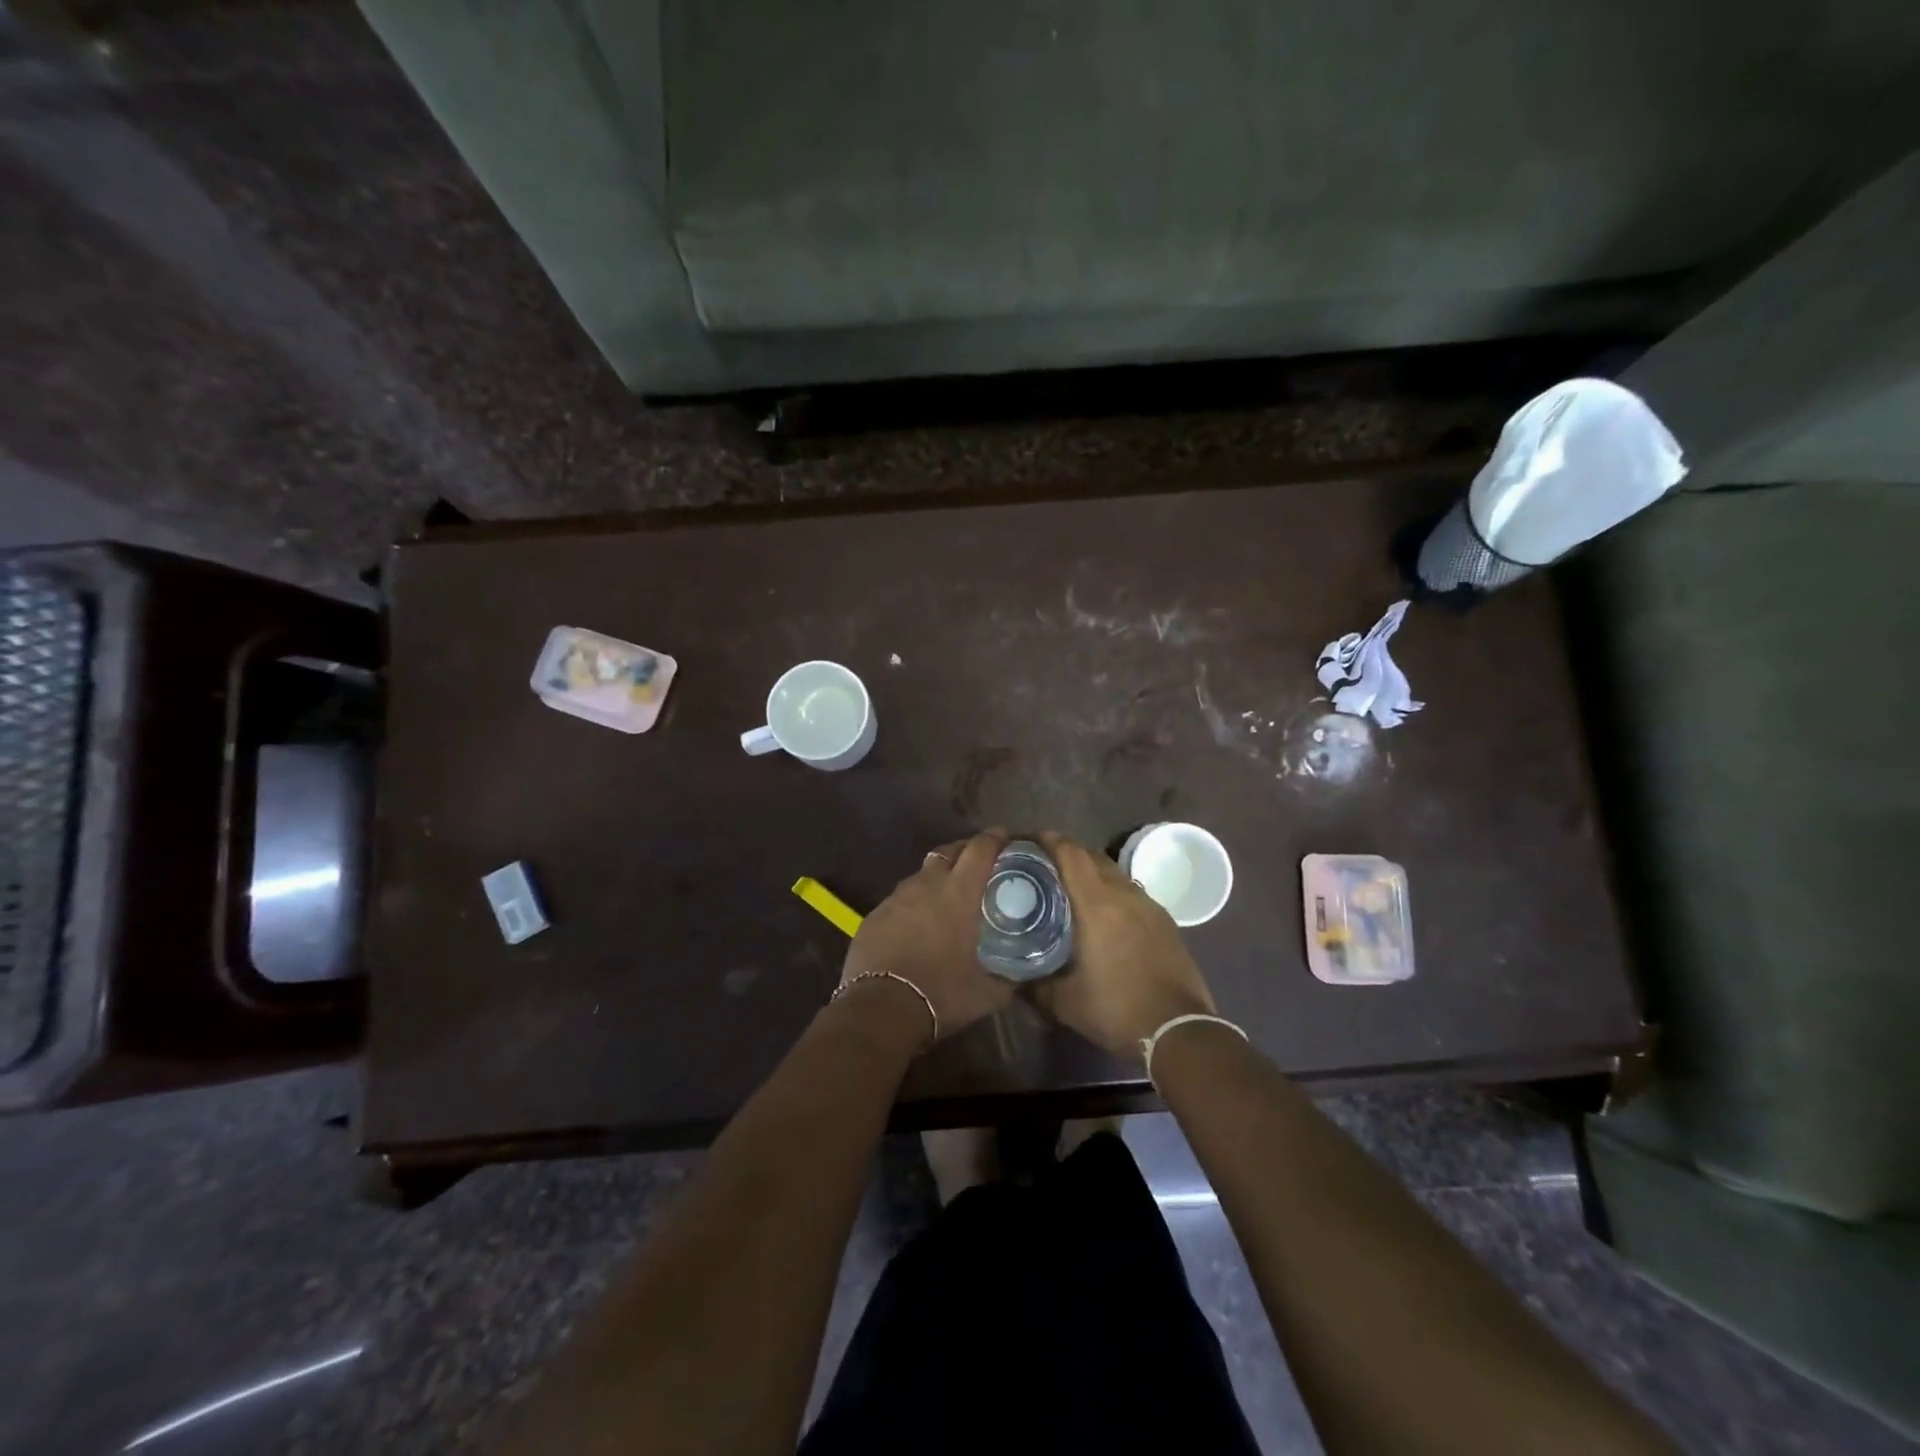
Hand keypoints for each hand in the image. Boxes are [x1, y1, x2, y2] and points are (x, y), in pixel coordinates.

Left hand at [841, 830, 1014, 1040]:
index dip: (995, 838)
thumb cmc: (941, 994)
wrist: (879, 1010)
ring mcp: (896, 898)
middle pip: (949, 852)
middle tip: (979, 866)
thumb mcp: (988, 992)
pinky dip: (913, 904)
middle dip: (966, 852)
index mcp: (959, 893)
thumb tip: (1025, 973)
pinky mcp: (874, 915)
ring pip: (922, 875)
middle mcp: (927, 884)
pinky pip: (900, 899)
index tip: (1006, 837)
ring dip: (938, 878)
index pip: (980, 849)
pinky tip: (917, 925)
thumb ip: (1011, 976)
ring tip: (947, 898)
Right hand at [1028, 832, 1217, 1063]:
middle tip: (1041, 864)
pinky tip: (1101, 912)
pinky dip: (1110, 889)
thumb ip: (1034, 985)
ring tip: (1068, 886)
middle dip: (1066, 852)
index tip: (1027, 840)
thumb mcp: (1064, 1003)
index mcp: (1097, 904)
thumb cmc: (1117, 1010)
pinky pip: (1130, 890)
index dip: (1048, 840)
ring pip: (1113, 872)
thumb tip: (1011, 976)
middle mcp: (1124, 894)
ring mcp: (1149, 905)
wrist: (1180, 1030)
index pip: (1071, 853)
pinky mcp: (1164, 920)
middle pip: (1092, 855)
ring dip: (1090, 870)